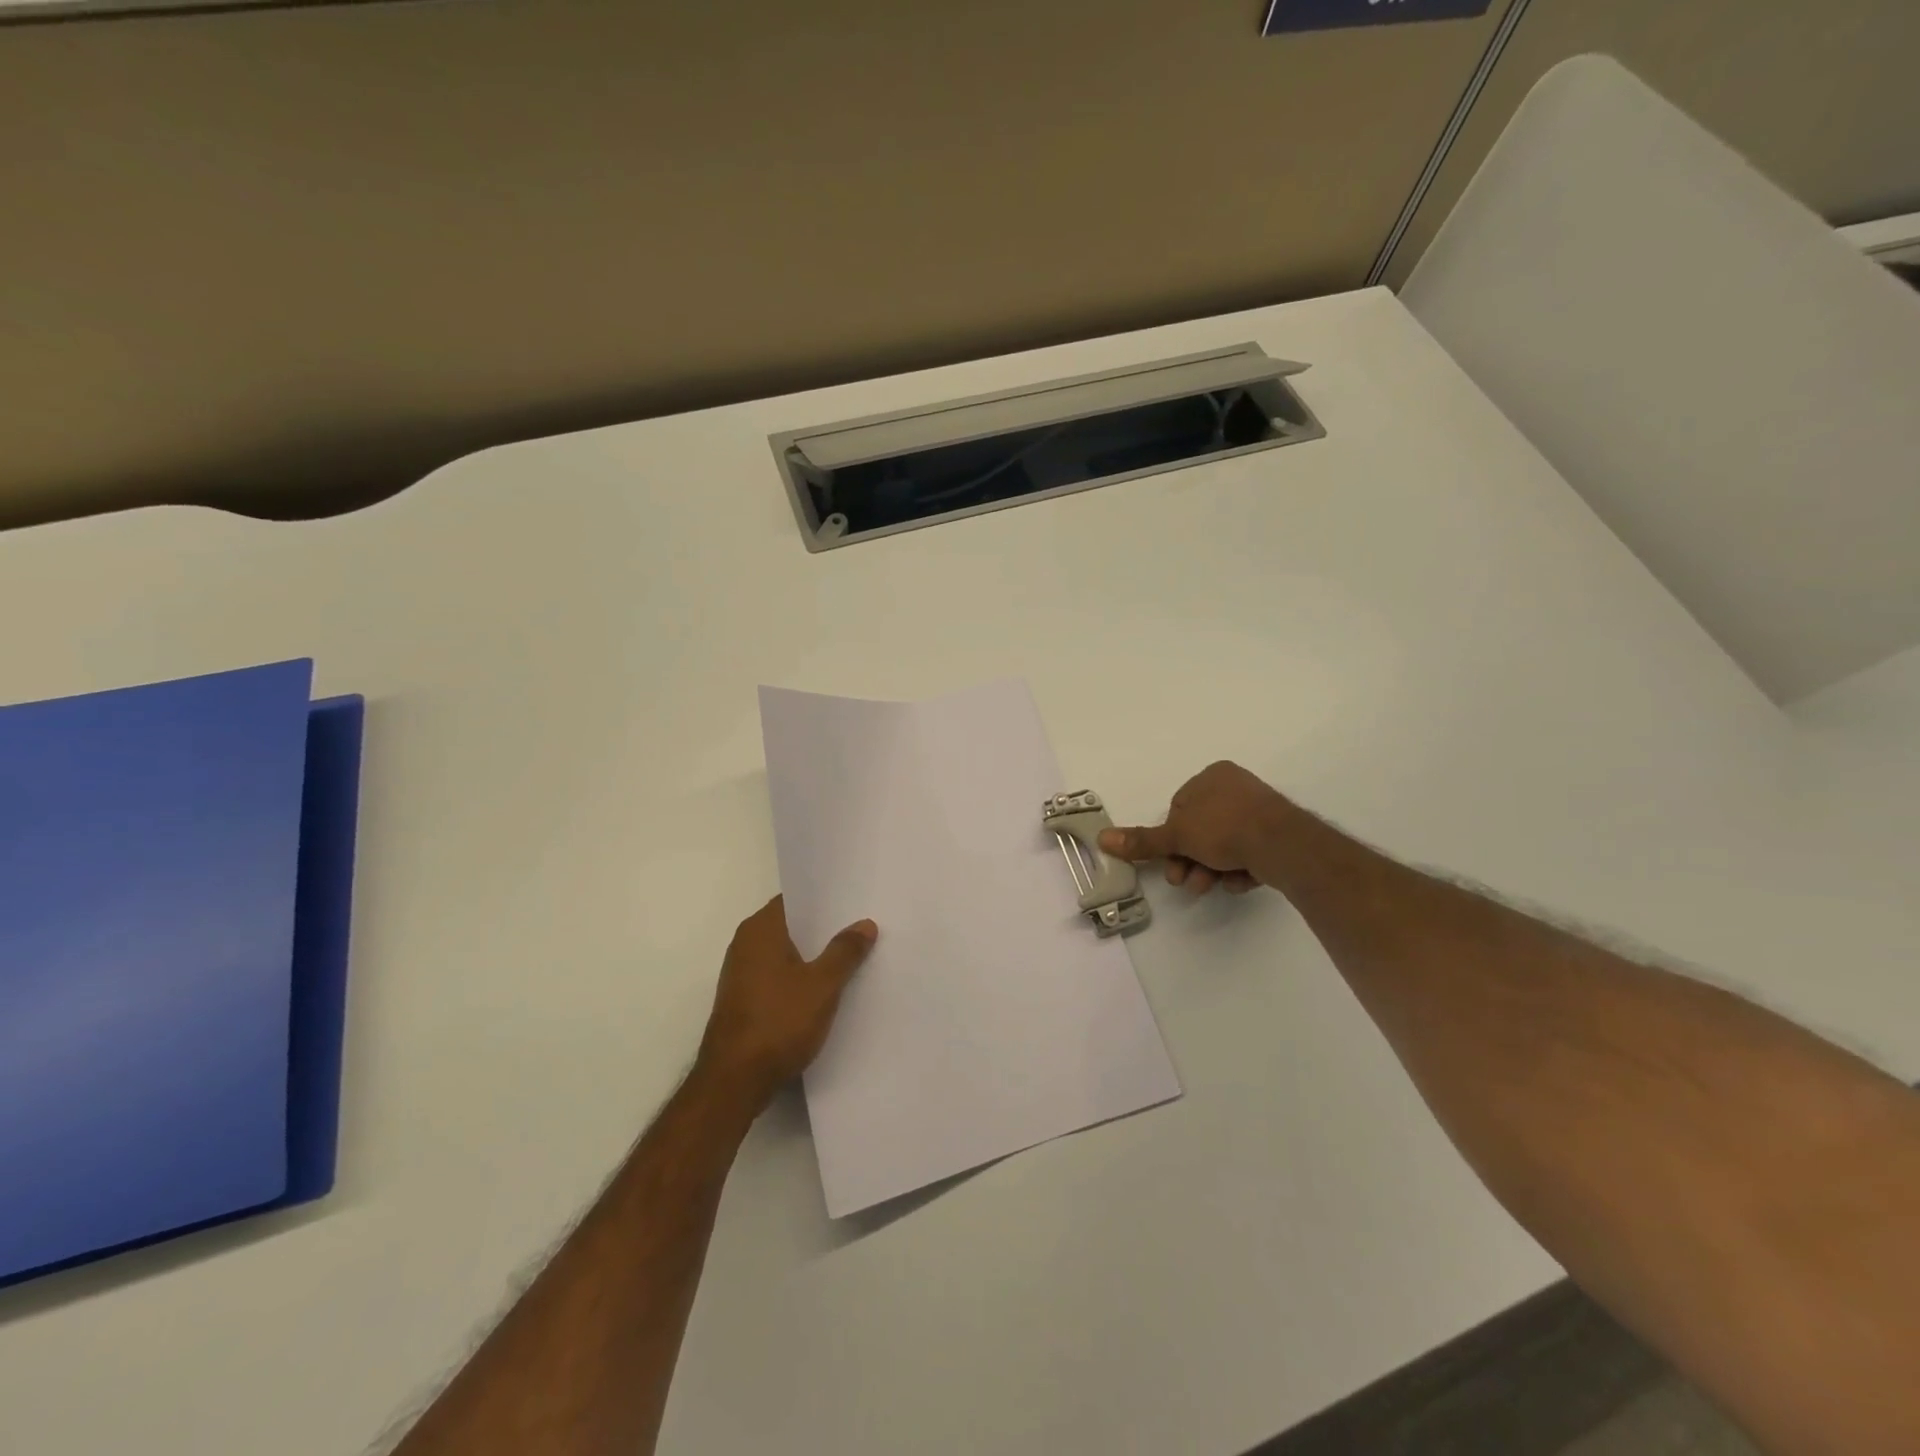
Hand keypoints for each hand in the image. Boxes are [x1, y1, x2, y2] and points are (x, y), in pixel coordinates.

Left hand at [697, 896, 877, 1106]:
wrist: (734, 1082)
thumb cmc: (778, 1022)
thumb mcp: (822, 985)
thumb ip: (844, 951)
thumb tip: (865, 924)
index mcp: (760, 930)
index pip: (795, 899)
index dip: (825, 899)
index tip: (855, 901)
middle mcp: (745, 944)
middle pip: (791, 926)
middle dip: (824, 928)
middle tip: (862, 927)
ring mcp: (741, 974)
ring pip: (786, 953)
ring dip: (813, 955)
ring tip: (851, 956)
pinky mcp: (744, 1001)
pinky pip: (778, 977)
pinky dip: (800, 978)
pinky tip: (826, 989)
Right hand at [1098, 761, 1291, 896]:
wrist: (1282, 844)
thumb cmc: (1224, 828)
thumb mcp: (1177, 835)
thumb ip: (1142, 840)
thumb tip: (1101, 837)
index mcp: (1212, 776)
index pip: (1180, 810)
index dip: (1172, 839)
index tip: (1170, 862)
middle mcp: (1236, 788)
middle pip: (1201, 831)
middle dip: (1191, 860)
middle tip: (1186, 882)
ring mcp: (1260, 811)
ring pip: (1224, 845)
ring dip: (1212, 869)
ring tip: (1211, 886)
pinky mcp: (1279, 834)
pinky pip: (1248, 852)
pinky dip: (1239, 869)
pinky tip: (1240, 881)